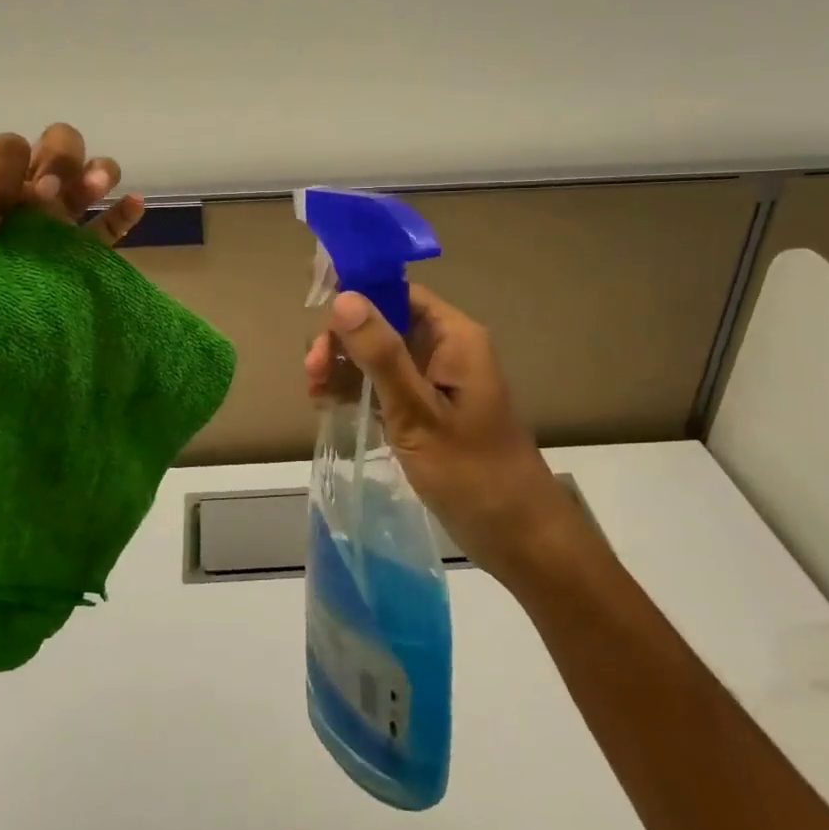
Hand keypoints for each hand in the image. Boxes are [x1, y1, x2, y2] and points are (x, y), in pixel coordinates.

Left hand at [0, 79, 145, 337]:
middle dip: (57, 159)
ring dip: (95, 173)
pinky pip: (109, 230)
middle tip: (40, 199)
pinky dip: (125, 212)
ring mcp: (54, 227)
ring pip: (90, 177)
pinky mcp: (77, 259)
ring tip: (86, 194)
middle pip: (59, 146)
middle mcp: (24, 196)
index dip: (3, 168)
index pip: (9, 146)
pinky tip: (131, 204)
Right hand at [305, 284, 578, 586]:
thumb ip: (381, 355)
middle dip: (342, 342)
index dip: (355, 298)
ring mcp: (434, 381)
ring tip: (315, 395)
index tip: (316, 319)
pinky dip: (355, 391)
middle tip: (312, 373)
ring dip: (342, 368)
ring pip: (377, 355)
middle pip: (381, 323)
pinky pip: (383, 385)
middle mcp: (444, 349)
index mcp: (453, 337)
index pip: (398, 293)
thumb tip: (344, 298)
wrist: (517, 536)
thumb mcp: (418, 413)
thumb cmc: (472, 472)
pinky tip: (329, 406)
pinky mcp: (425, 409)